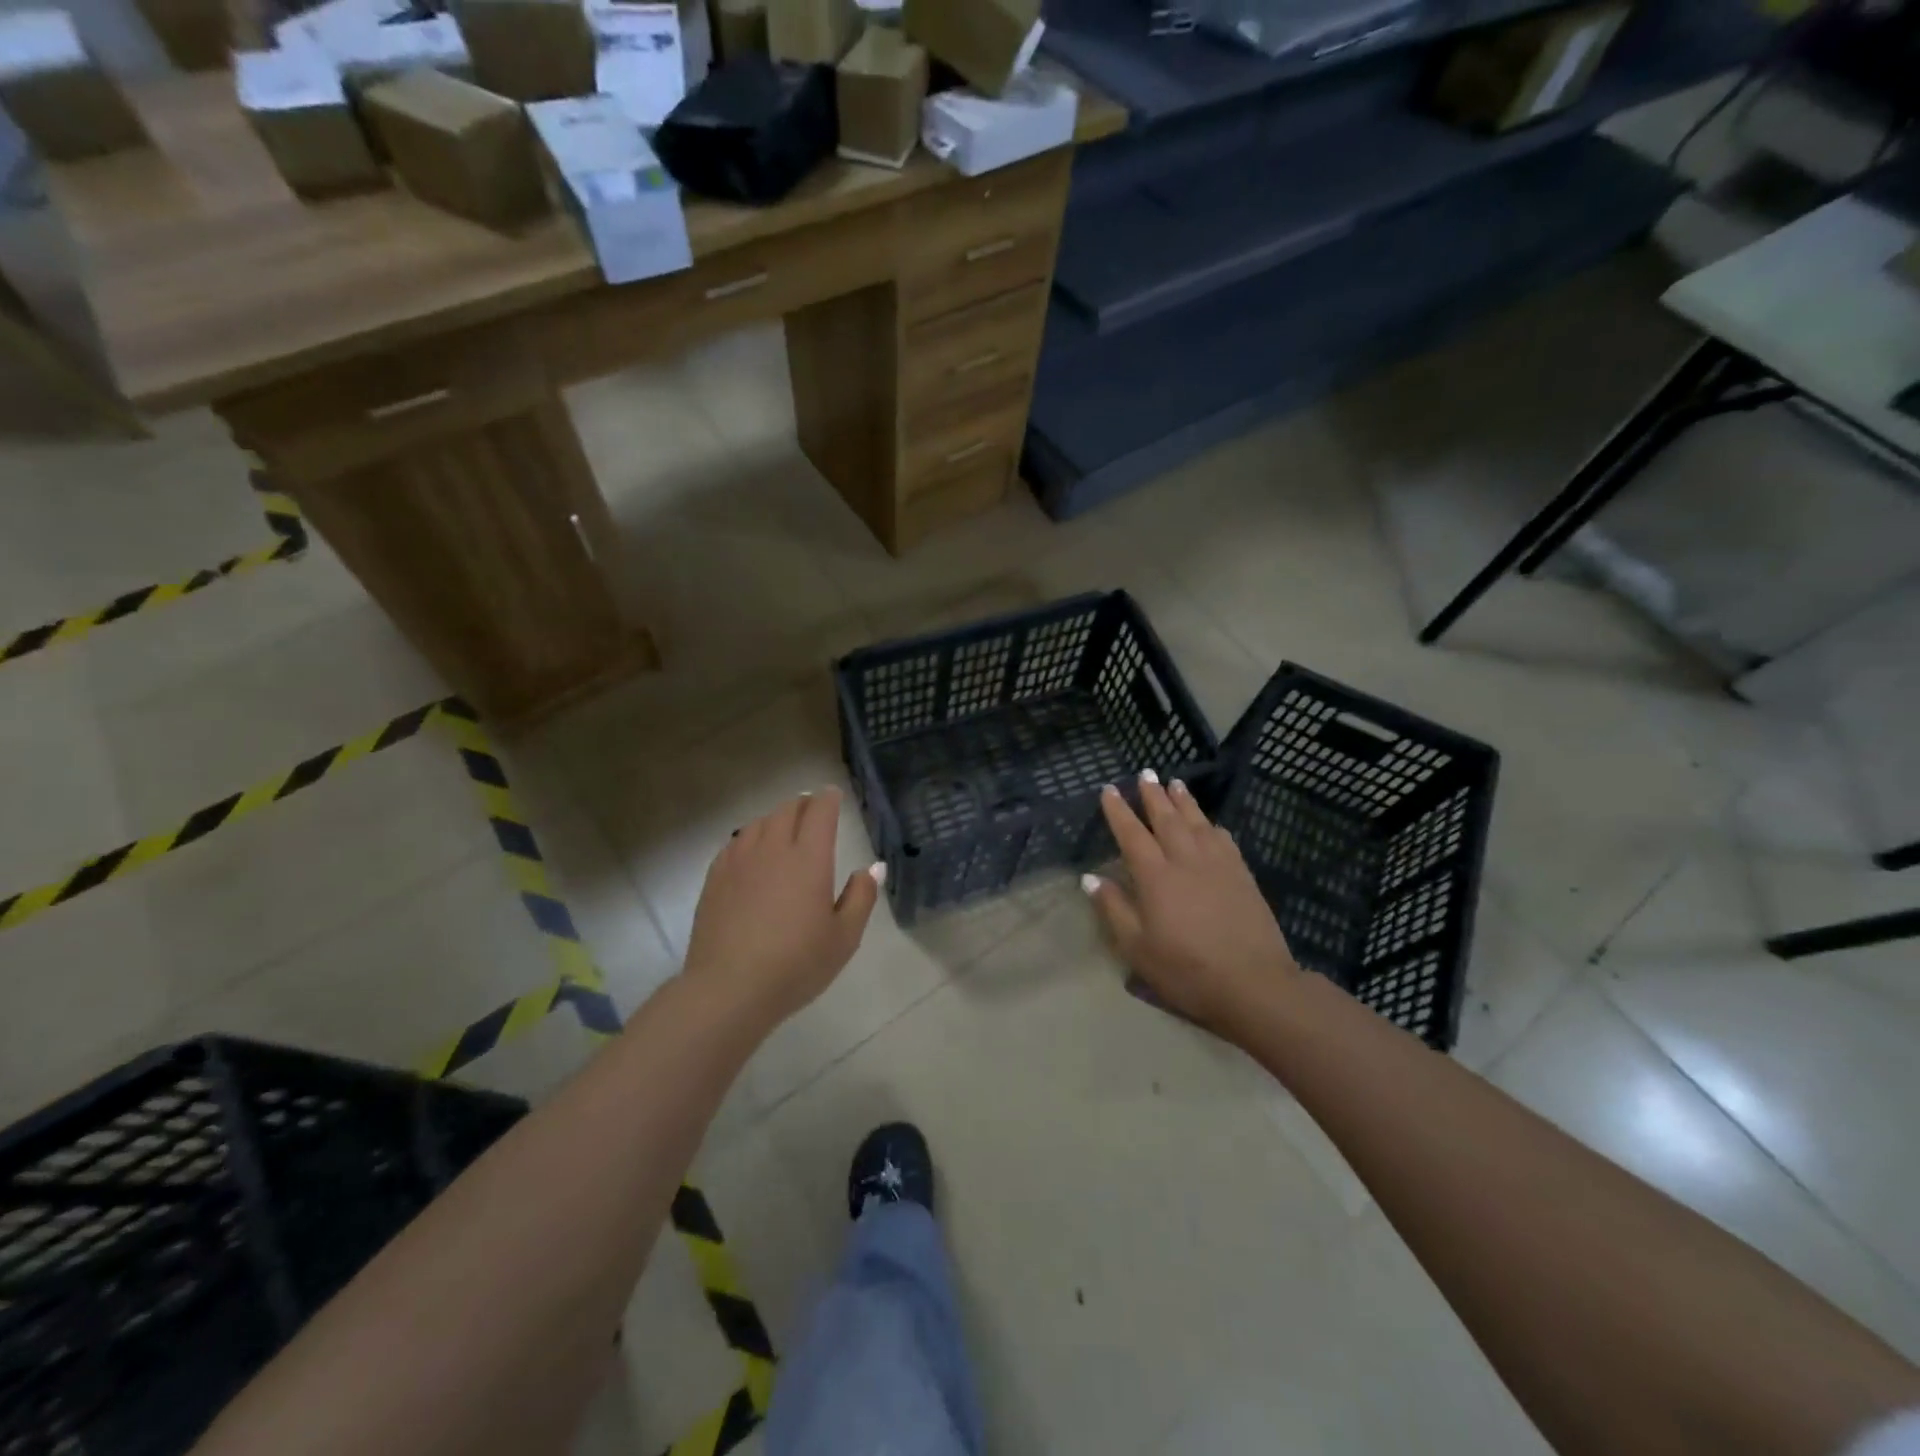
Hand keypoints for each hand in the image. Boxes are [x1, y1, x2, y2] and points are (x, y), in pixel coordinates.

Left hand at [682, 788, 882, 1029]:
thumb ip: (861, 897)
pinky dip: (749, 837)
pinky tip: (751, 850)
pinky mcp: (715, 878)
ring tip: (783, 826)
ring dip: (775, 818)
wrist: (730, 988)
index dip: (828, 799)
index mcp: (809, 858)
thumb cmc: (796, 964)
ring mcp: (739, 861)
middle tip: (811, 808)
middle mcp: (773, 849)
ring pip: (758, 823)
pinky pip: (735, 843)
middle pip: (787, 811)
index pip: (820, 812)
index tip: (833, 795)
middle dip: (803, 804)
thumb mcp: (844, 937)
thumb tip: (873, 867)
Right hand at [1084, 772, 1298, 1033]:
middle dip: (1153, 795)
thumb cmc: (1186, 970)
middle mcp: (1185, 860)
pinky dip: (1213, 826)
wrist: (1254, 984)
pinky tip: (1211, 824)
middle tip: (1145, 774)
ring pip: (1197, 822)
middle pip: (1167, 819)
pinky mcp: (1242, 875)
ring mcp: (1218, 865)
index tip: (1109, 790)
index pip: (1132, 834)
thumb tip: (1090, 878)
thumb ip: (1113, 909)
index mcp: (1155, 876)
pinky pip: (1224, 839)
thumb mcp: (1137, 948)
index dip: (1118, 811)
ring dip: (1184, 801)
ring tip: (1175, 783)